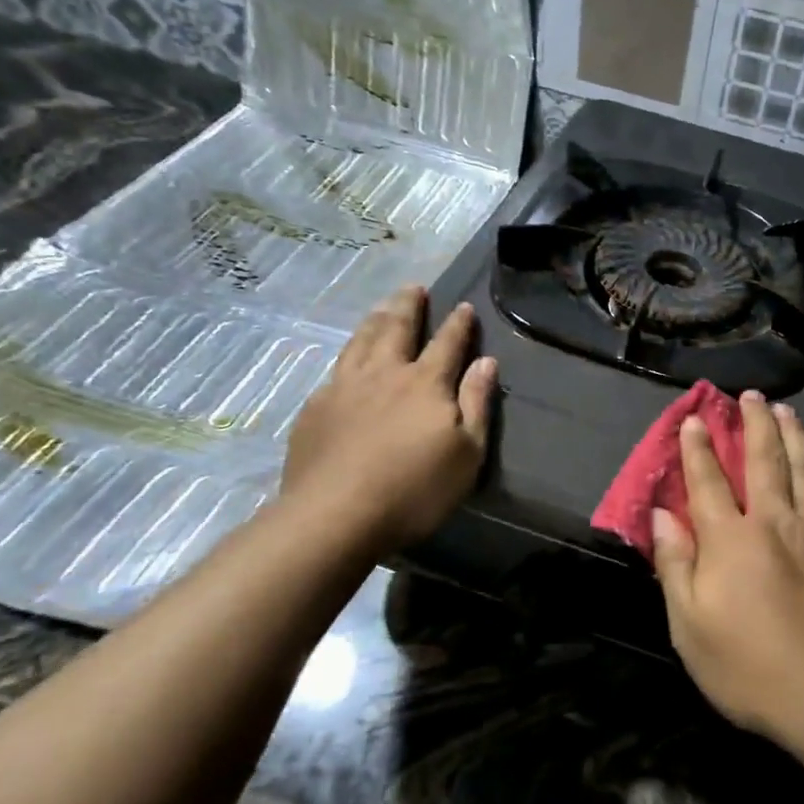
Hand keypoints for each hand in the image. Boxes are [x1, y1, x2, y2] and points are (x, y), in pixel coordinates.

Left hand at [278, 286, 495, 557]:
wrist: (335, 515)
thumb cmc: (414, 490)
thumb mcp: (467, 453)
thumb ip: (476, 403)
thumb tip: (487, 362)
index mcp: (425, 383)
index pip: (447, 343)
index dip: (457, 324)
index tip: (463, 306)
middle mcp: (385, 374)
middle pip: (397, 329)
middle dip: (408, 306)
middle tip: (413, 288)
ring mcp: (344, 388)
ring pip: (361, 342)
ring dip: (375, 320)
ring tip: (382, 308)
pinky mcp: (316, 409)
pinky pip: (335, 369)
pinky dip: (347, 355)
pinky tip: (346, 360)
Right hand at [651, 391, 803, 750]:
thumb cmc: (753, 669)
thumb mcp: (690, 628)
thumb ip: (675, 566)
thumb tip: (662, 516)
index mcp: (731, 540)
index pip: (708, 483)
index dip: (698, 449)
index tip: (695, 418)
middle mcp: (776, 523)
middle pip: (764, 462)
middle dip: (755, 424)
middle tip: (752, 395)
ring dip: (797, 438)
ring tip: (789, 412)